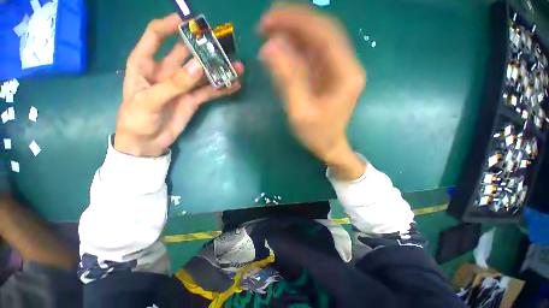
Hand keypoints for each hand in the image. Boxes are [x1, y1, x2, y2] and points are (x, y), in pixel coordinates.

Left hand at [115, 13, 243, 156]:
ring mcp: (182, 86)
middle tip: (223, 45)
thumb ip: (174, 84)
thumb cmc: (137, 119)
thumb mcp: (150, 100)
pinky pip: (209, 91)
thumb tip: (198, 66)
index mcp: (145, 63)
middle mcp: (166, 70)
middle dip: (203, 47)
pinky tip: (234, 86)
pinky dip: (221, 89)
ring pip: (202, 73)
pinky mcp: (193, 99)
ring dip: (218, 70)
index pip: (156, 36)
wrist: (147, 143)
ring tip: (236, 68)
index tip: (190, 22)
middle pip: (186, 53)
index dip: (171, 25)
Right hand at [259, 4, 365, 179]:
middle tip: (265, 23)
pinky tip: (278, 50)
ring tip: (267, 32)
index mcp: (346, 74)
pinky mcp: (327, 75)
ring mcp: (336, 69)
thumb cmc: (317, 134)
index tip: (270, 17)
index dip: (298, 20)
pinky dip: (294, 49)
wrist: (328, 146)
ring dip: (292, 33)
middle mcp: (345, 65)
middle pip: (321, 32)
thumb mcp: (300, 112)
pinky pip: (311, 55)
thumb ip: (287, 80)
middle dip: (293, 22)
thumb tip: (269, 47)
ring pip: (315, 41)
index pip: (325, 34)